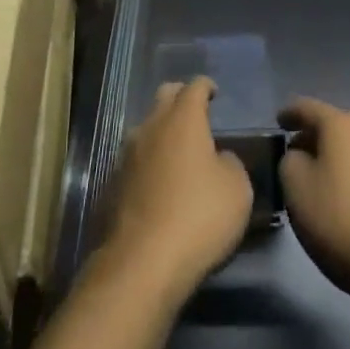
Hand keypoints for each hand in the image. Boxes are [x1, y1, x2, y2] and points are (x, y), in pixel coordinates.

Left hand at [99, 78, 252, 304]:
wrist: (143, 262)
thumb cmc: (198, 217)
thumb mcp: (237, 190)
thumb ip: (230, 163)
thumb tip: (218, 159)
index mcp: (183, 119)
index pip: (194, 87)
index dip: (206, 86)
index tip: (214, 92)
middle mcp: (151, 126)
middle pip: (164, 96)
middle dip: (180, 98)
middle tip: (195, 113)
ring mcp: (127, 153)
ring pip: (146, 127)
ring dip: (161, 131)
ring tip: (177, 151)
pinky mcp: (113, 182)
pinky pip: (135, 159)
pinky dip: (148, 162)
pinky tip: (158, 183)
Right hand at [278, 97, 349, 323]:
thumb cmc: (347, 225)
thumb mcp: (298, 193)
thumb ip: (289, 164)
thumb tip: (300, 157)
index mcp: (342, 124)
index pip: (306, 108)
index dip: (288, 114)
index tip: (277, 123)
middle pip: (334, 128)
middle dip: (313, 141)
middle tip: (295, 161)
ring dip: (337, 163)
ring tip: (322, 187)